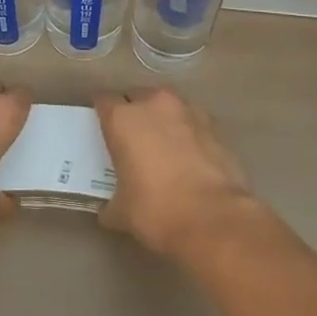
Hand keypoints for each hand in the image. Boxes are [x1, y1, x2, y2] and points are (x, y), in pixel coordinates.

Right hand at [94, 89, 260, 260]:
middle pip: (137, 96)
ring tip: (162, 145)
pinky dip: (187, 132)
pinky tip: (188, 155)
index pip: (104, 101)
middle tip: (131, 138)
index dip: (102, 114)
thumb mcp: (122, 213)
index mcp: (123, 119)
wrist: (214, 219)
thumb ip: (111, 203)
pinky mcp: (214, 125)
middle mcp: (154, 104)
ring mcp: (188, 111)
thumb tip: (109, 210)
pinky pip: (191, 121)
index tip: (102, 129)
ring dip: (162, 119)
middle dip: (133, 112)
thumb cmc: (157, 210)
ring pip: (166, 106)